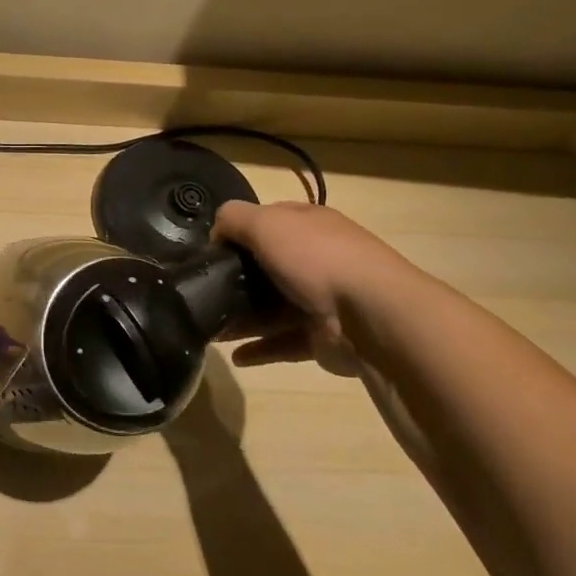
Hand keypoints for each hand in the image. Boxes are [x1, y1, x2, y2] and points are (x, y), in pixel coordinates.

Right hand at [213, 201, 414, 374]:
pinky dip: (260, 349)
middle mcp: (318, 259)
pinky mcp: (322, 336)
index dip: (239, 230)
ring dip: (242, 318)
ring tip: (211, 328)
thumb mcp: (266, 223)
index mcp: (309, 225)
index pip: (269, 220)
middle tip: (203, 291)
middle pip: (268, 266)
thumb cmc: (316, 258)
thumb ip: (234, 219)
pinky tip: (235, 356)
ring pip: (272, 307)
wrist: (372, 316)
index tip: (211, 250)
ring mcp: (322, 299)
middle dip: (236, 278)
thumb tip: (216, 233)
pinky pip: (283, 342)